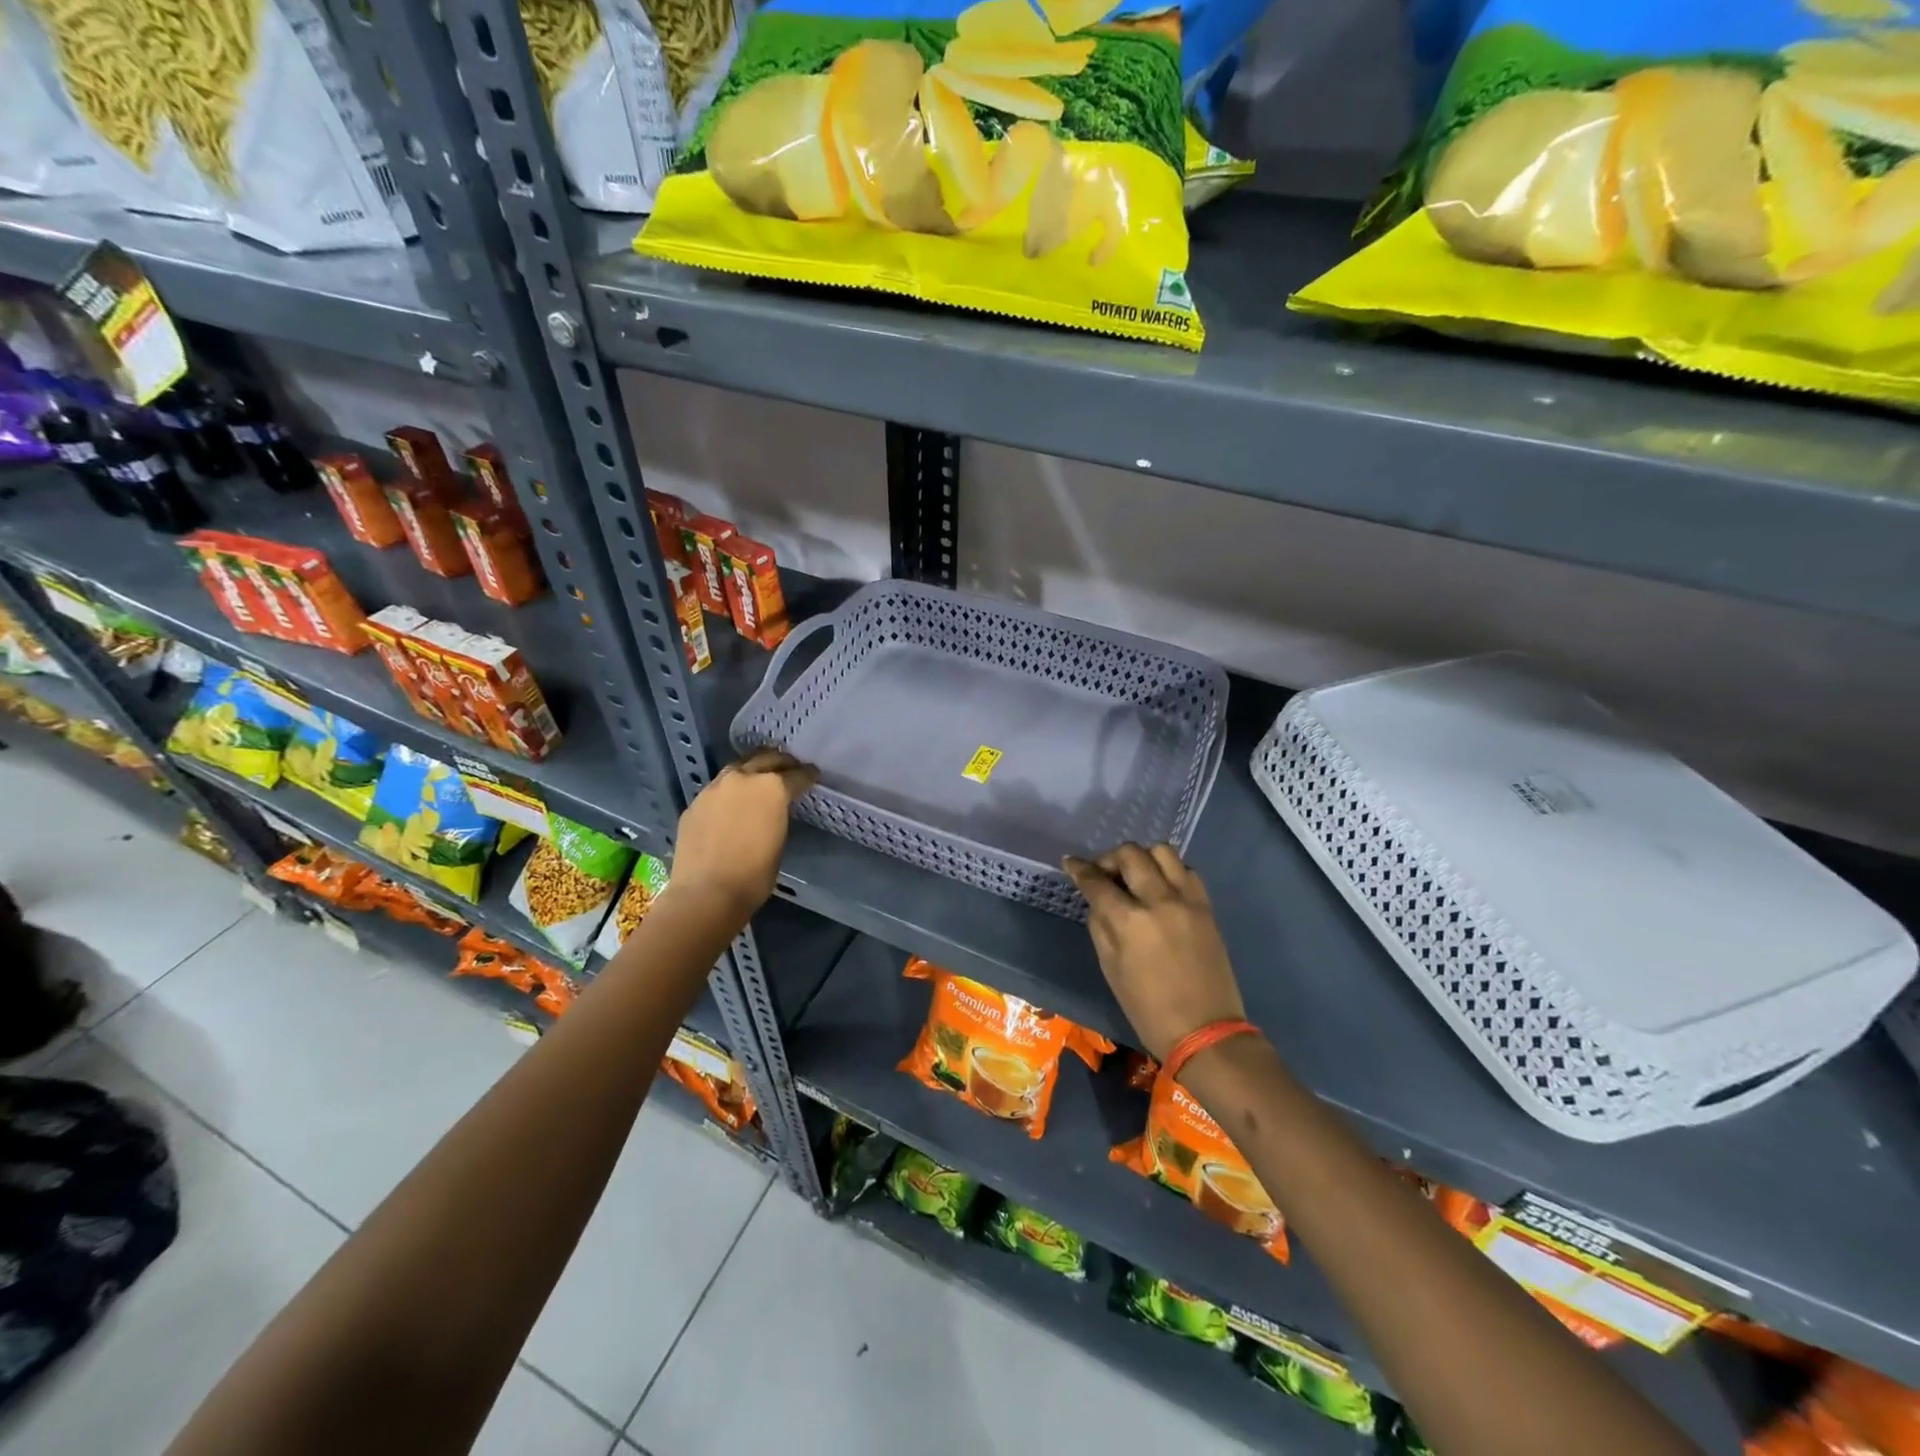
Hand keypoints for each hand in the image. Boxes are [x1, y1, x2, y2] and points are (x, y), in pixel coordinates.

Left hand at [669, 749, 817, 919]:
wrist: (706, 892)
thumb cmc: (754, 874)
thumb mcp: (779, 840)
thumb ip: (778, 816)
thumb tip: (773, 811)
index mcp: (772, 788)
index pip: (796, 775)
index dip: (807, 775)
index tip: (813, 774)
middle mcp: (743, 779)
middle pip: (765, 759)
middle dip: (781, 761)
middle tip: (790, 766)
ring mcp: (715, 789)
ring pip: (737, 768)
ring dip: (752, 769)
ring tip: (759, 776)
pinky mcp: (695, 803)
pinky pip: (717, 789)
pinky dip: (729, 790)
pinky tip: (731, 802)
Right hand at [1064, 843, 1245, 1062]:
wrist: (1205, 1031)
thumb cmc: (1148, 1009)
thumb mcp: (1110, 969)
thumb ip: (1100, 927)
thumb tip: (1098, 901)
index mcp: (1130, 921)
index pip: (1096, 881)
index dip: (1079, 868)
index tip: (1070, 862)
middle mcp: (1159, 900)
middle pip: (1130, 854)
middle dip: (1110, 858)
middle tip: (1103, 873)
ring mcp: (1187, 900)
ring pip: (1163, 852)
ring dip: (1142, 857)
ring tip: (1135, 876)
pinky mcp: (1206, 907)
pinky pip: (1187, 870)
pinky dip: (1170, 871)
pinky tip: (1162, 888)